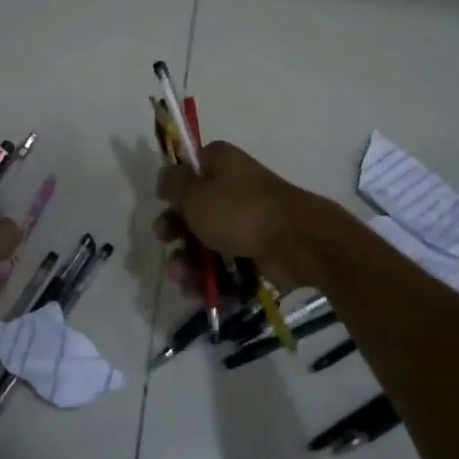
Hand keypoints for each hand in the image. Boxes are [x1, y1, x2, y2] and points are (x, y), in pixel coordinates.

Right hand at [152, 140, 312, 288]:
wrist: (295, 242)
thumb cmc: (238, 211)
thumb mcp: (194, 193)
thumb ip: (173, 183)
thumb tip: (166, 177)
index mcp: (220, 163)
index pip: (190, 169)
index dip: (174, 189)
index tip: (163, 205)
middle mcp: (234, 187)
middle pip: (195, 211)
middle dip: (177, 234)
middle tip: (165, 244)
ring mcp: (247, 220)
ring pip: (209, 243)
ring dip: (190, 264)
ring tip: (185, 281)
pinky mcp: (257, 250)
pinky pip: (228, 265)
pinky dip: (215, 281)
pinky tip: (203, 295)